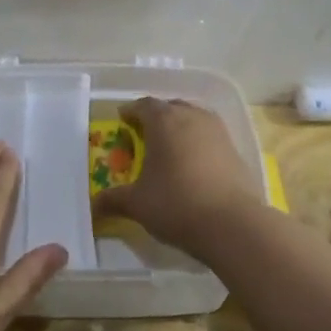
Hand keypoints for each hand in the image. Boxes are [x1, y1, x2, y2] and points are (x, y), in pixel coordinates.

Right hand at [91, 98, 261, 258]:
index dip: (131, 111)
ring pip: (194, 118)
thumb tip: (93, 206)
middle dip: (156, 116)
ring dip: (180, 127)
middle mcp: (192, 117)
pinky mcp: (236, 150)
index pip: (144, 105)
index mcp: (164, 121)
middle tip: (144, 133)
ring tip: (170, 146)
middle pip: (171, 107)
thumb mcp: (136, 204)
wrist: (233, 224)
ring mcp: (218, 132)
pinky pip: (211, 136)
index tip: (122, 120)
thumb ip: (113, 200)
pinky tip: (194, 164)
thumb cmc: (176, 204)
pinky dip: (199, 143)